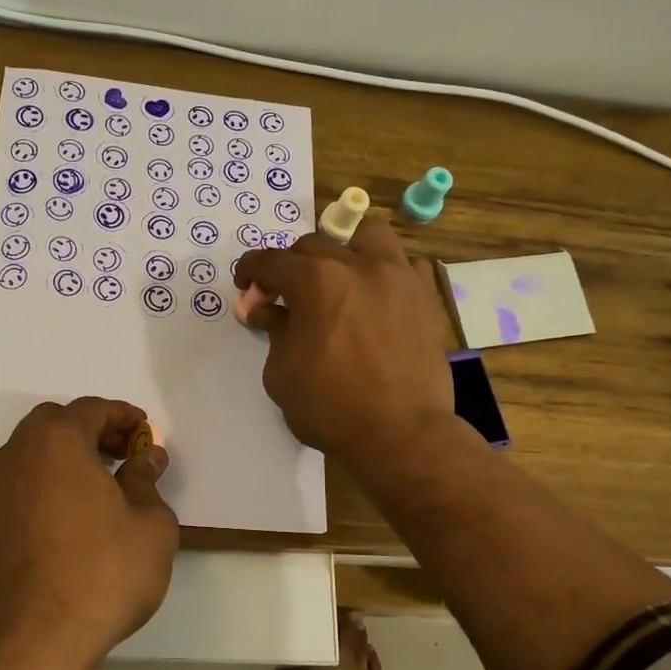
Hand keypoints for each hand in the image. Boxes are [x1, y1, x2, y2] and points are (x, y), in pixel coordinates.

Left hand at [0, 398, 179, 669]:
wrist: (34, 641)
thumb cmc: (102, 573)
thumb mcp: (150, 524)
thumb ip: (147, 480)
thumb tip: (147, 457)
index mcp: (56, 441)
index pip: (92, 409)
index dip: (124, 417)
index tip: (146, 433)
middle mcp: (15, 455)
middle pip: (55, 424)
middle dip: (91, 432)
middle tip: (123, 455)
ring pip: (31, 454)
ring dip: (65, 458)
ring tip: (100, 487)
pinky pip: (19, 486)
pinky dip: (45, 485)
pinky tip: (70, 518)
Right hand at [233, 214, 452, 470]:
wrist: (401, 434)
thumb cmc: (330, 407)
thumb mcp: (282, 372)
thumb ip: (273, 330)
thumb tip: (263, 308)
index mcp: (315, 281)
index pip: (271, 261)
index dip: (251, 271)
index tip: (247, 286)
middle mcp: (357, 265)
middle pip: (313, 244)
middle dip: (291, 265)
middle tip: (285, 296)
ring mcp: (397, 277)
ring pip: (367, 235)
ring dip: (344, 248)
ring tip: (337, 276)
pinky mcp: (424, 297)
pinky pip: (405, 264)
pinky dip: (386, 271)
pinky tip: (377, 295)